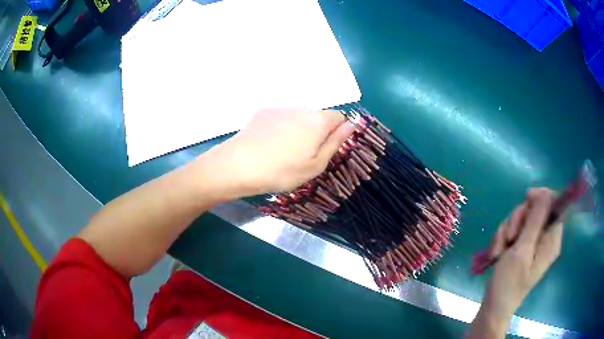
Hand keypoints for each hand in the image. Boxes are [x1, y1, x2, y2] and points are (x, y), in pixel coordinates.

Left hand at [200, 108, 354, 197]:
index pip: (339, 116)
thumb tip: (351, 125)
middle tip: (304, 156)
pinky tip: (269, 144)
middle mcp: (301, 108)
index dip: (337, 132)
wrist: (238, 165)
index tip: (327, 149)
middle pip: (318, 116)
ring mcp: (280, 108)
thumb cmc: (282, 171)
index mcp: (318, 121)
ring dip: (299, 130)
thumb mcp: (315, 165)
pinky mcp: (263, 112)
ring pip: (299, 117)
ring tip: (284, 152)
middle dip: (317, 132)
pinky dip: (282, 128)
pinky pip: (281, 118)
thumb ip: (336, 142)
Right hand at [468, 188, 562, 337]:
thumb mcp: (522, 250)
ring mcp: (533, 243)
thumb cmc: (509, 283)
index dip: (542, 197)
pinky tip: (496, 253)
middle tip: (508, 237)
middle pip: (535, 210)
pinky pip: (514, 230)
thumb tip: (545, 192)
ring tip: (498, 251)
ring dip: (507, 230)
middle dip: (518, 219)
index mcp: (552, 239)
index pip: (555, 204)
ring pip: (522, 219)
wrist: (493, 308)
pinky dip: (503, 238)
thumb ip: (536, 220)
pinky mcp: (523, 248)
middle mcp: (545, 238)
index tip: (526, 199)